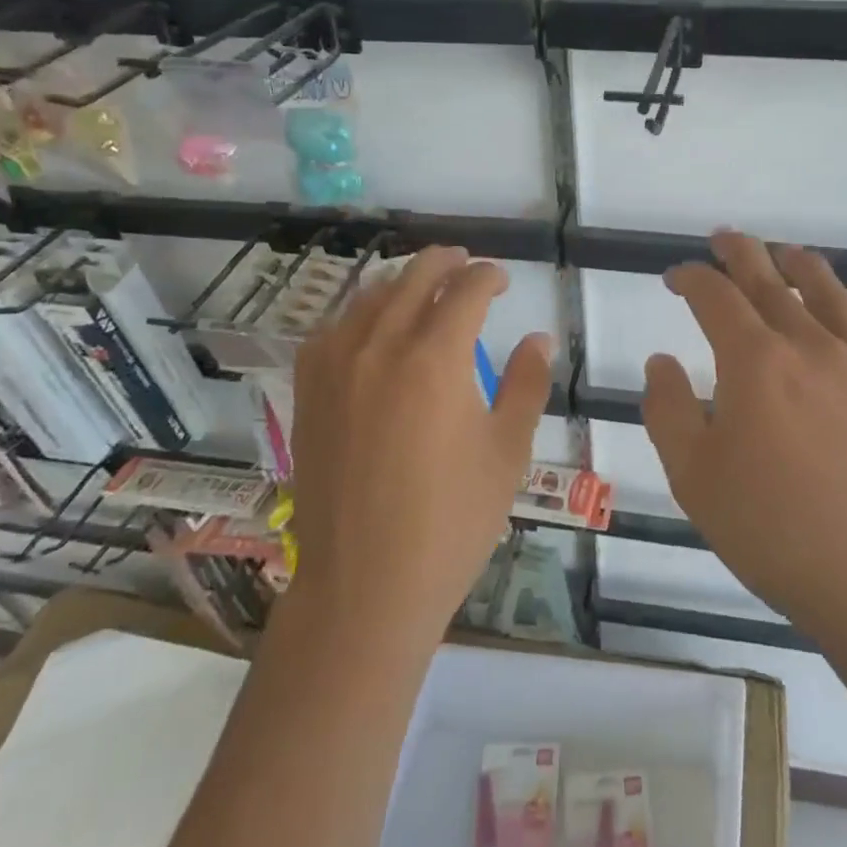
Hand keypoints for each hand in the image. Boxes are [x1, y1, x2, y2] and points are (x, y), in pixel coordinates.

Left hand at [289, 247, 553, 648]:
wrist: (365, 584)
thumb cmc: (451, 522)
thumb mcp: (507, 452)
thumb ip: (526, 384)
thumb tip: (538, 338)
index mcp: (434, 359)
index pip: (465, 291)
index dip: (488, 276)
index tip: (502, 280)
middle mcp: (378, 347)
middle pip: (413, 279)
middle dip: (445, 262)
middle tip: (466, 264)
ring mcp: (334, 367)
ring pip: (369, 297)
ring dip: (402, 282)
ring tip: (424, 287)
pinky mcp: (308, 391)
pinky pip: (333, 329)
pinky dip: (360, 313)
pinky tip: (372, 327)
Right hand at [641, 232, 846, 656]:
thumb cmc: (771, 529)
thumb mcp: (692, 476)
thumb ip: (667, 409)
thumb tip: (661, 360)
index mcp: (754, 362)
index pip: (715, 296)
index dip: (691, 277)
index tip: (676, 277)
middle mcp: (810, 345)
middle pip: (770, 280)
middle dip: (741, 252)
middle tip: (725, 239)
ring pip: (830, 292)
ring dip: (800, 265)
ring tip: (784, 255)